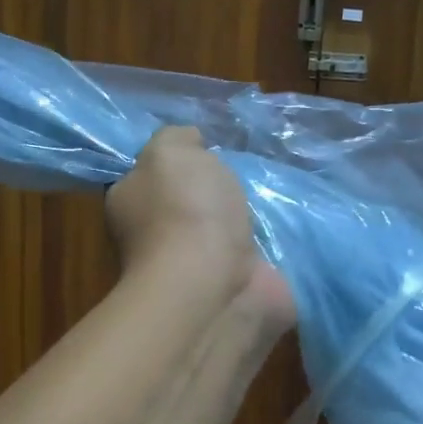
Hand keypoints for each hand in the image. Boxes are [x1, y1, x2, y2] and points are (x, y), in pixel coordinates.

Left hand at [107, 127, 293, 327]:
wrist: (216, 285)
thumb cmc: (185, 212)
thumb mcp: (169, 152)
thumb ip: (176, 138)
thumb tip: (191, 142)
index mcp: (132, 203)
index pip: (148, 175)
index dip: (176, 159)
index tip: (205, 147)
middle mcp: (158, 236)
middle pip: (190, 202)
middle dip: (217, 189)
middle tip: (245, 168)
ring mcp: (199, 266)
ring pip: (225, 229)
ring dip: (247, 215)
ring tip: (274, 191)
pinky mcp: (238, 285)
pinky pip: (256, 255)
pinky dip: (272, 243)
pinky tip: (290, 223)